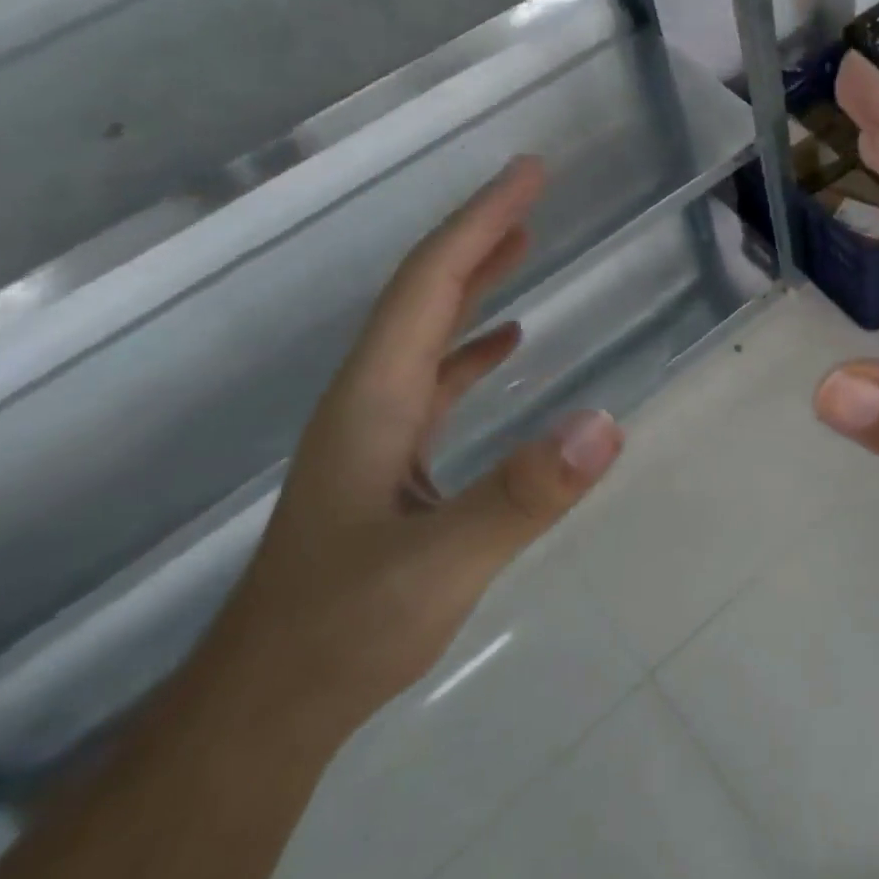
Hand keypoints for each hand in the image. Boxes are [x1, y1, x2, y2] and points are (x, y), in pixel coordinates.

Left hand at [209, 157, 623, 729]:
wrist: (270, 705)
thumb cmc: (341, 630)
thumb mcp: (440, 564)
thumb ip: (523, 494)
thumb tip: (608, 424)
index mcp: (375, 399)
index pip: (431, 285)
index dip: (481, 223)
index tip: (529, 173)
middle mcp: (370, 399)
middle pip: (426, 294)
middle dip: (480, 234)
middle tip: (532, 189)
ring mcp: (377, 431)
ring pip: (429, 332)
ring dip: (475, 281)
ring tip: (522, 243)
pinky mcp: (391, 463)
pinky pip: (438, 380)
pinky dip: (473, 347)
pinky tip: (505, 345)